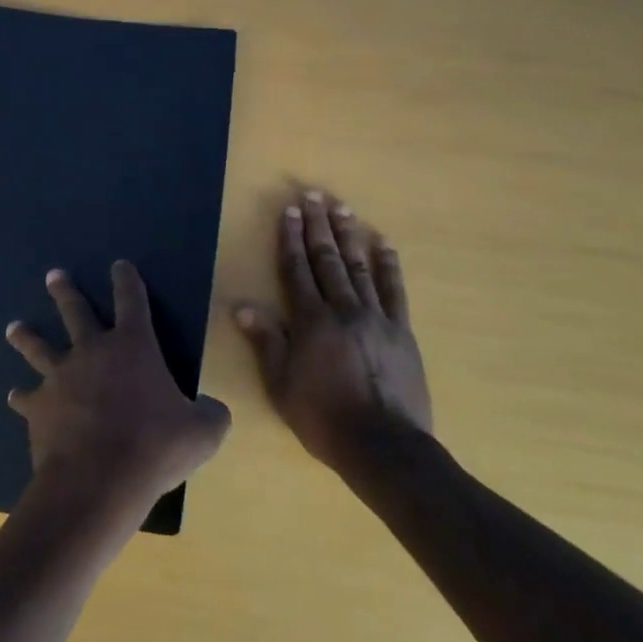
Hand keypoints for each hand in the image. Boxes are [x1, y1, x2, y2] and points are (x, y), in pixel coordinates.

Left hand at [6, 261, 231, 527]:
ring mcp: (60, 377)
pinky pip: (27, 397)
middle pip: (75, 312)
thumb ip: (211, 414)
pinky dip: (22, 396)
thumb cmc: (154, 448)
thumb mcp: (203, 433)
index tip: (119, 265)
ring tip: (14, 327)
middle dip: (65, 291)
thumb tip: (212, 409)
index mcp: (133, 347)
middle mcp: (92, 352)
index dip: (127, 280)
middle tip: (53, 275)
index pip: (132, 301)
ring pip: (39, 347)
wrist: (97, 480)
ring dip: (26, 336)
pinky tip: (15, 396)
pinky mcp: (39, 407)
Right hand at [235, 191, 431, 476]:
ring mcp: (376, 317)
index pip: (296, 270)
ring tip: (342, 208)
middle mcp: (343, 309)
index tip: (289, 211)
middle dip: (318, 226)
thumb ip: (266, 341)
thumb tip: (241, 307)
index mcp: (311, 321)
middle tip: (314, 195)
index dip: (290, 239)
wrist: (384, 446)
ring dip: (349, 236)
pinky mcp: (401, 331)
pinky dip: (388, 266)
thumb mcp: (281, 384)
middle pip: (327, 259)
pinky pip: (394, 291)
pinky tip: (383, 245)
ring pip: (359, 267)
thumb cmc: (323, 417)